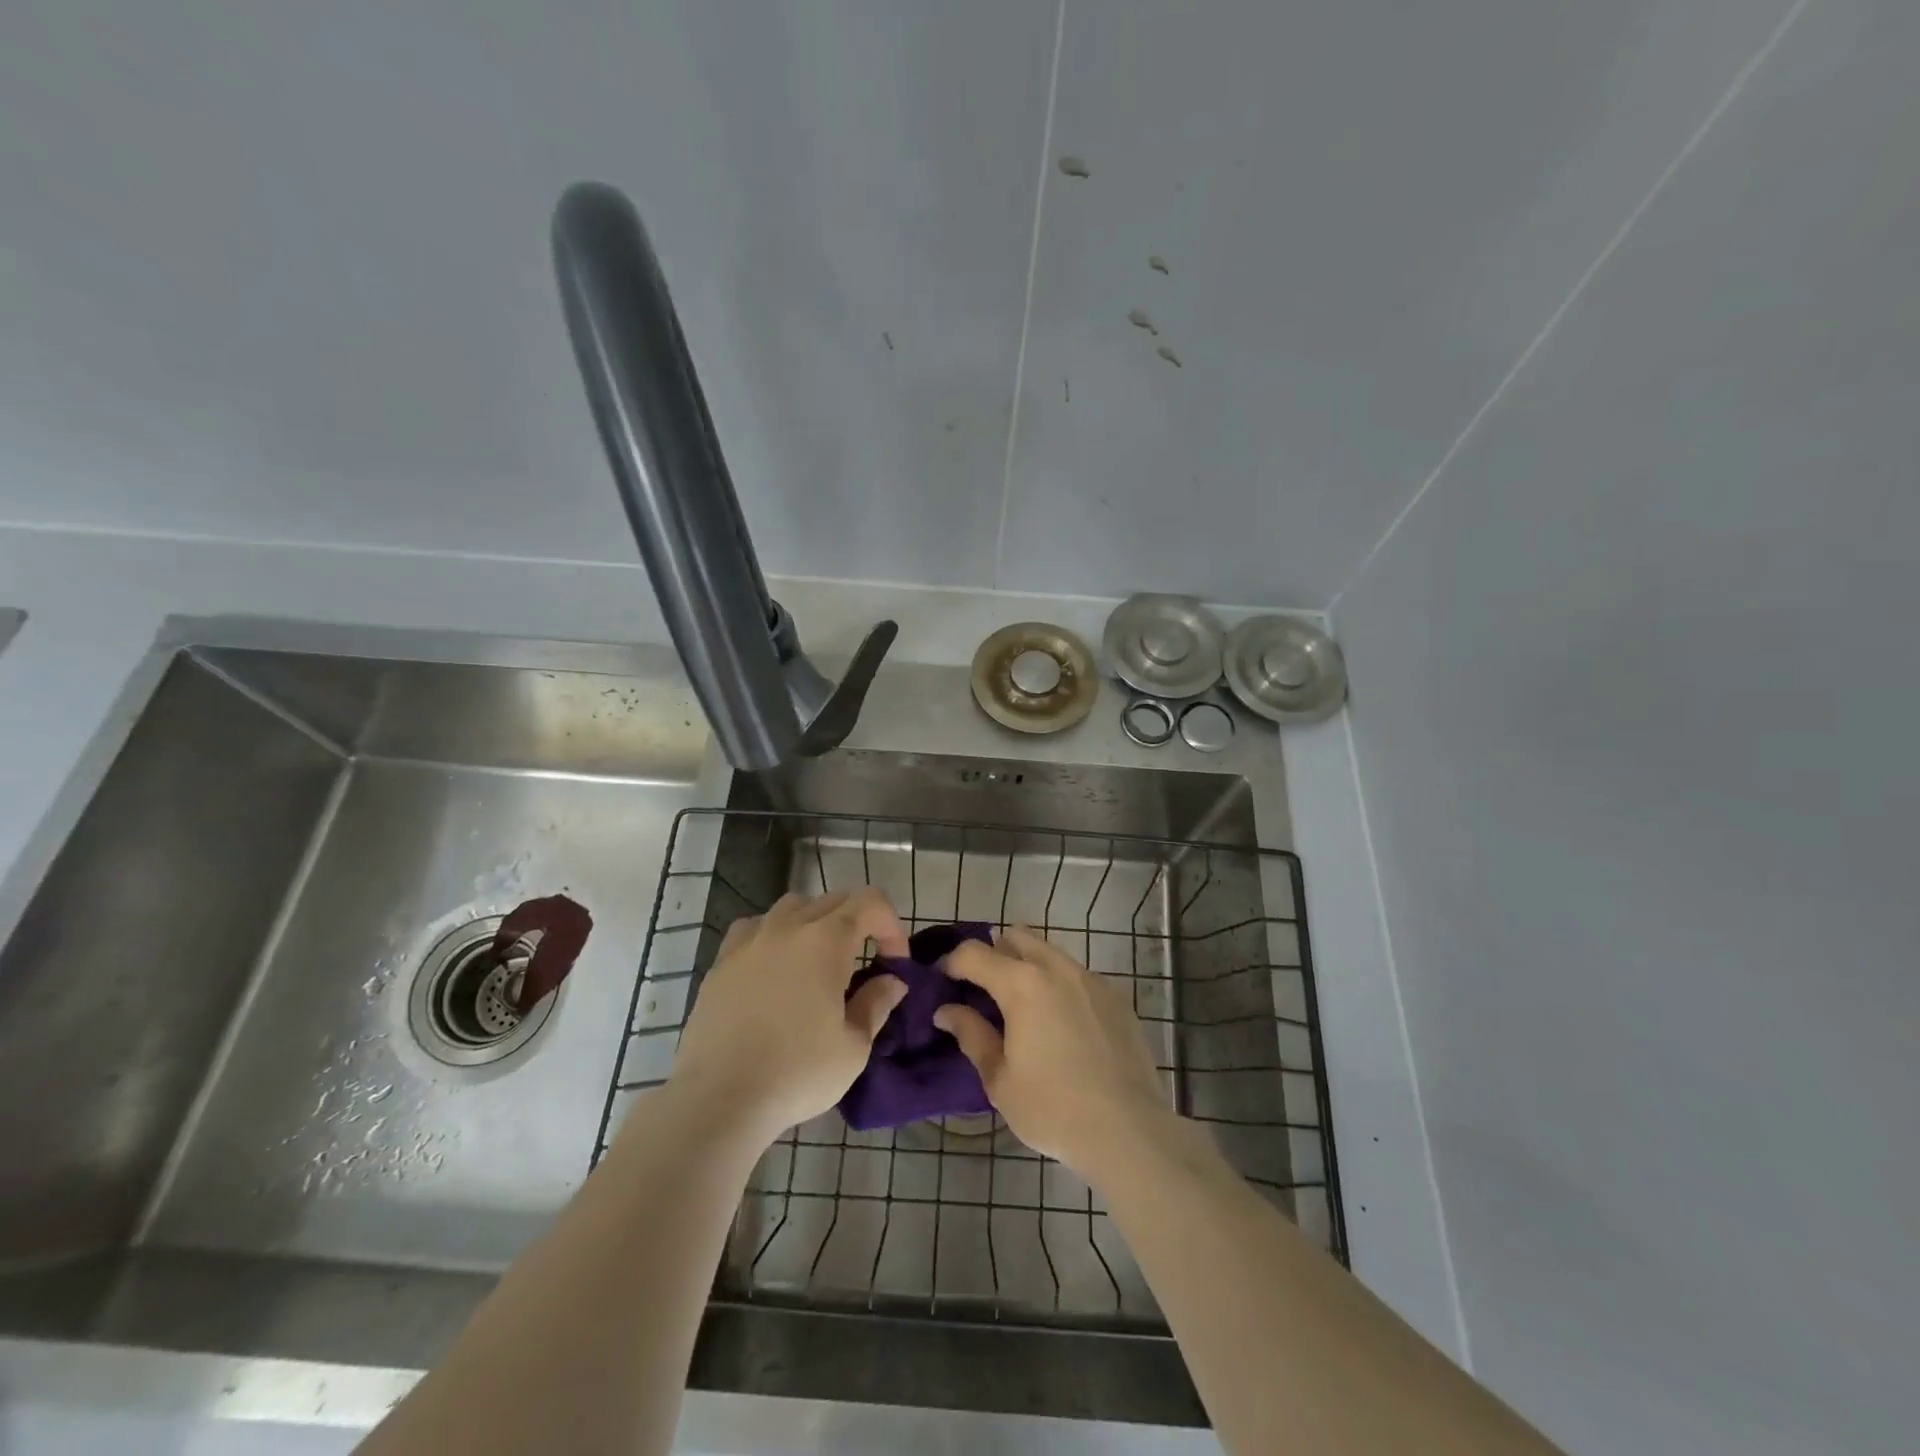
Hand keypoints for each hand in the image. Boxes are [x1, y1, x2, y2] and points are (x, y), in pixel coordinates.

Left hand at [668, 888, 909, 1143]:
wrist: (719, 1098)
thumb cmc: (797, 1073)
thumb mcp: (853, 1047)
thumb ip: (876, 1004)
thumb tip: (891, 981)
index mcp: (826, 940)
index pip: (870, 902)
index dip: (891, 926)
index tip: (895, 964)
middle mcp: (788, 926)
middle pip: (834, 900)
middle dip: (859, 923)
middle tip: (865, 964)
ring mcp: (750, 940)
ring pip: (793, 907)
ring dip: (816, 923)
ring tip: (819, 962)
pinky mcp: (721, 961)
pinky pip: (755, 928)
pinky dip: (774, 936)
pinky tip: (774, 967)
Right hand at [936, 926, 1174, 1183]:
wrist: (1129, 1130)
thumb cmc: (1053, 1108)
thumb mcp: (999, 1079)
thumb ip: (971, 1035)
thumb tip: (946, 1011)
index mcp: (1022, 984)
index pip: (974, 953)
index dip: (952, 962)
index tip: (942, 980)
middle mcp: (1056, 968)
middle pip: (1016, 937)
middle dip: (993, 954)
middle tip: (982, 989)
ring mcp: (1091, 979)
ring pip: (1049, 953)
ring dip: (1028, 966)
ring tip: (1021, 1007)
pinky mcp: (1116, 997)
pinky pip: (1077, 975)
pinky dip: (1058, 985)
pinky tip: (1059, 1023)